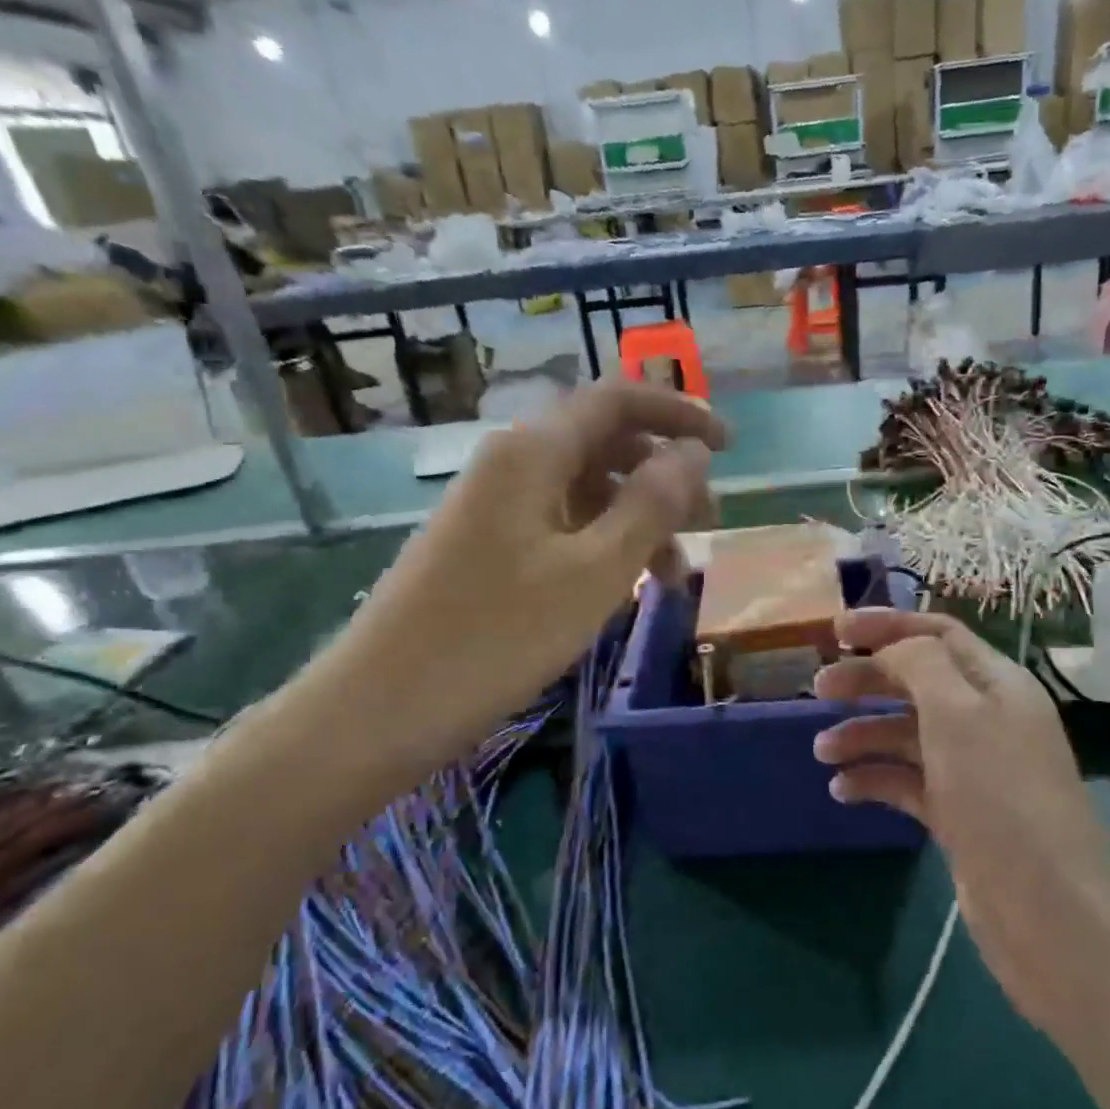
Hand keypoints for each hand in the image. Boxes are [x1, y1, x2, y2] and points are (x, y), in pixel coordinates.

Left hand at [295, 384, 725, 792]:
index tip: (729, 446)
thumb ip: (652, 504)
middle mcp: (512, 464)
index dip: (678, 412)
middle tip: (708, 524)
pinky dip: (603, 545)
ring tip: (673, 575)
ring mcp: (495, 507)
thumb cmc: (497, 637)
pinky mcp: (486, 547)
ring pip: (586, 490)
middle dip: (664, 475)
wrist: (380, 708)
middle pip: (604, 444)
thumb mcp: (595, 571)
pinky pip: (560, 525)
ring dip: (638, 519)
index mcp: (534, 452)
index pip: (617, 400)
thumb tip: (692, 452)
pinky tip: (623, 587)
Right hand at [812, 609, 1109, 1033]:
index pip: (939, 633)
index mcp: (996, 684)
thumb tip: (891, 649)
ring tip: (822, 753)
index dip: (888, 624)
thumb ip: (920, 665)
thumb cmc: (1001, 796)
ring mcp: (972, 769)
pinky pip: (907, 782)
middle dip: (868, 680)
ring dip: (864, 735)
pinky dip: (874, 779)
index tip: (836, 630)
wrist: (1048, 911)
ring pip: (907, 734)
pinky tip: (841, 791)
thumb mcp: (958, 713)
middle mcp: (986, 719)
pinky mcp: (958, 814)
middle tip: (818, 690)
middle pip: (917, 681)